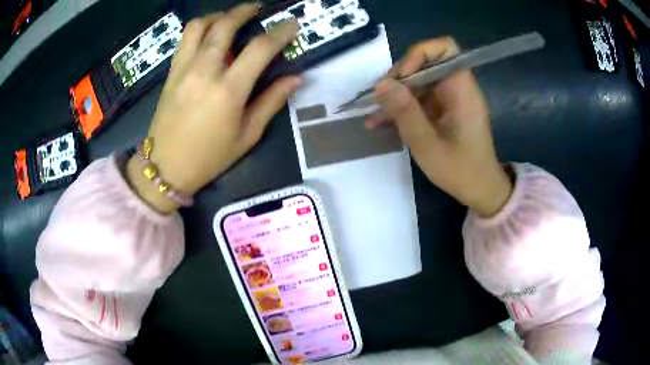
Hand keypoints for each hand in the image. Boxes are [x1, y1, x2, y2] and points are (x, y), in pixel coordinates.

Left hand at [127, 4, 300, 213]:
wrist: (165, 168)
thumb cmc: (208, 158)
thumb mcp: (247, 136)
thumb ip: (271, 102)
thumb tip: (295, 78)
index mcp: (228, 91)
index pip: (260, 48)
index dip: (280, 31)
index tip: (292, 24)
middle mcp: (204, 71)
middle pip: (225, 25)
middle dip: (245, 11)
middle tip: (258, 9)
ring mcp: (183, 69)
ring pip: (199, 26)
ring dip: (218, 16)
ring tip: (229, 19)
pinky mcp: (171, 73)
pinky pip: (185, 39)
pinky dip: (200, 28)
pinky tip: (209, 35)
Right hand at [366, 37, 511, 216]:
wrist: (479, 190)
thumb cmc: (461, 171)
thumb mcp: (428, 145)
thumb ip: (406, 113)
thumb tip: (381, 84)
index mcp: (462, 89)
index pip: (445, 48)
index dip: (420, 55)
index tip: (402, 78)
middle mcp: (457, 87)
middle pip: (426, 62)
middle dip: (400, 77)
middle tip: (381, 99)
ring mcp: (450, 98)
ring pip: (419, 81)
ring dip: (396, 94)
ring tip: (375, 113)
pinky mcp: (443, 109)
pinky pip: (420, 98)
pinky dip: (402, 107)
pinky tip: (381, 122)